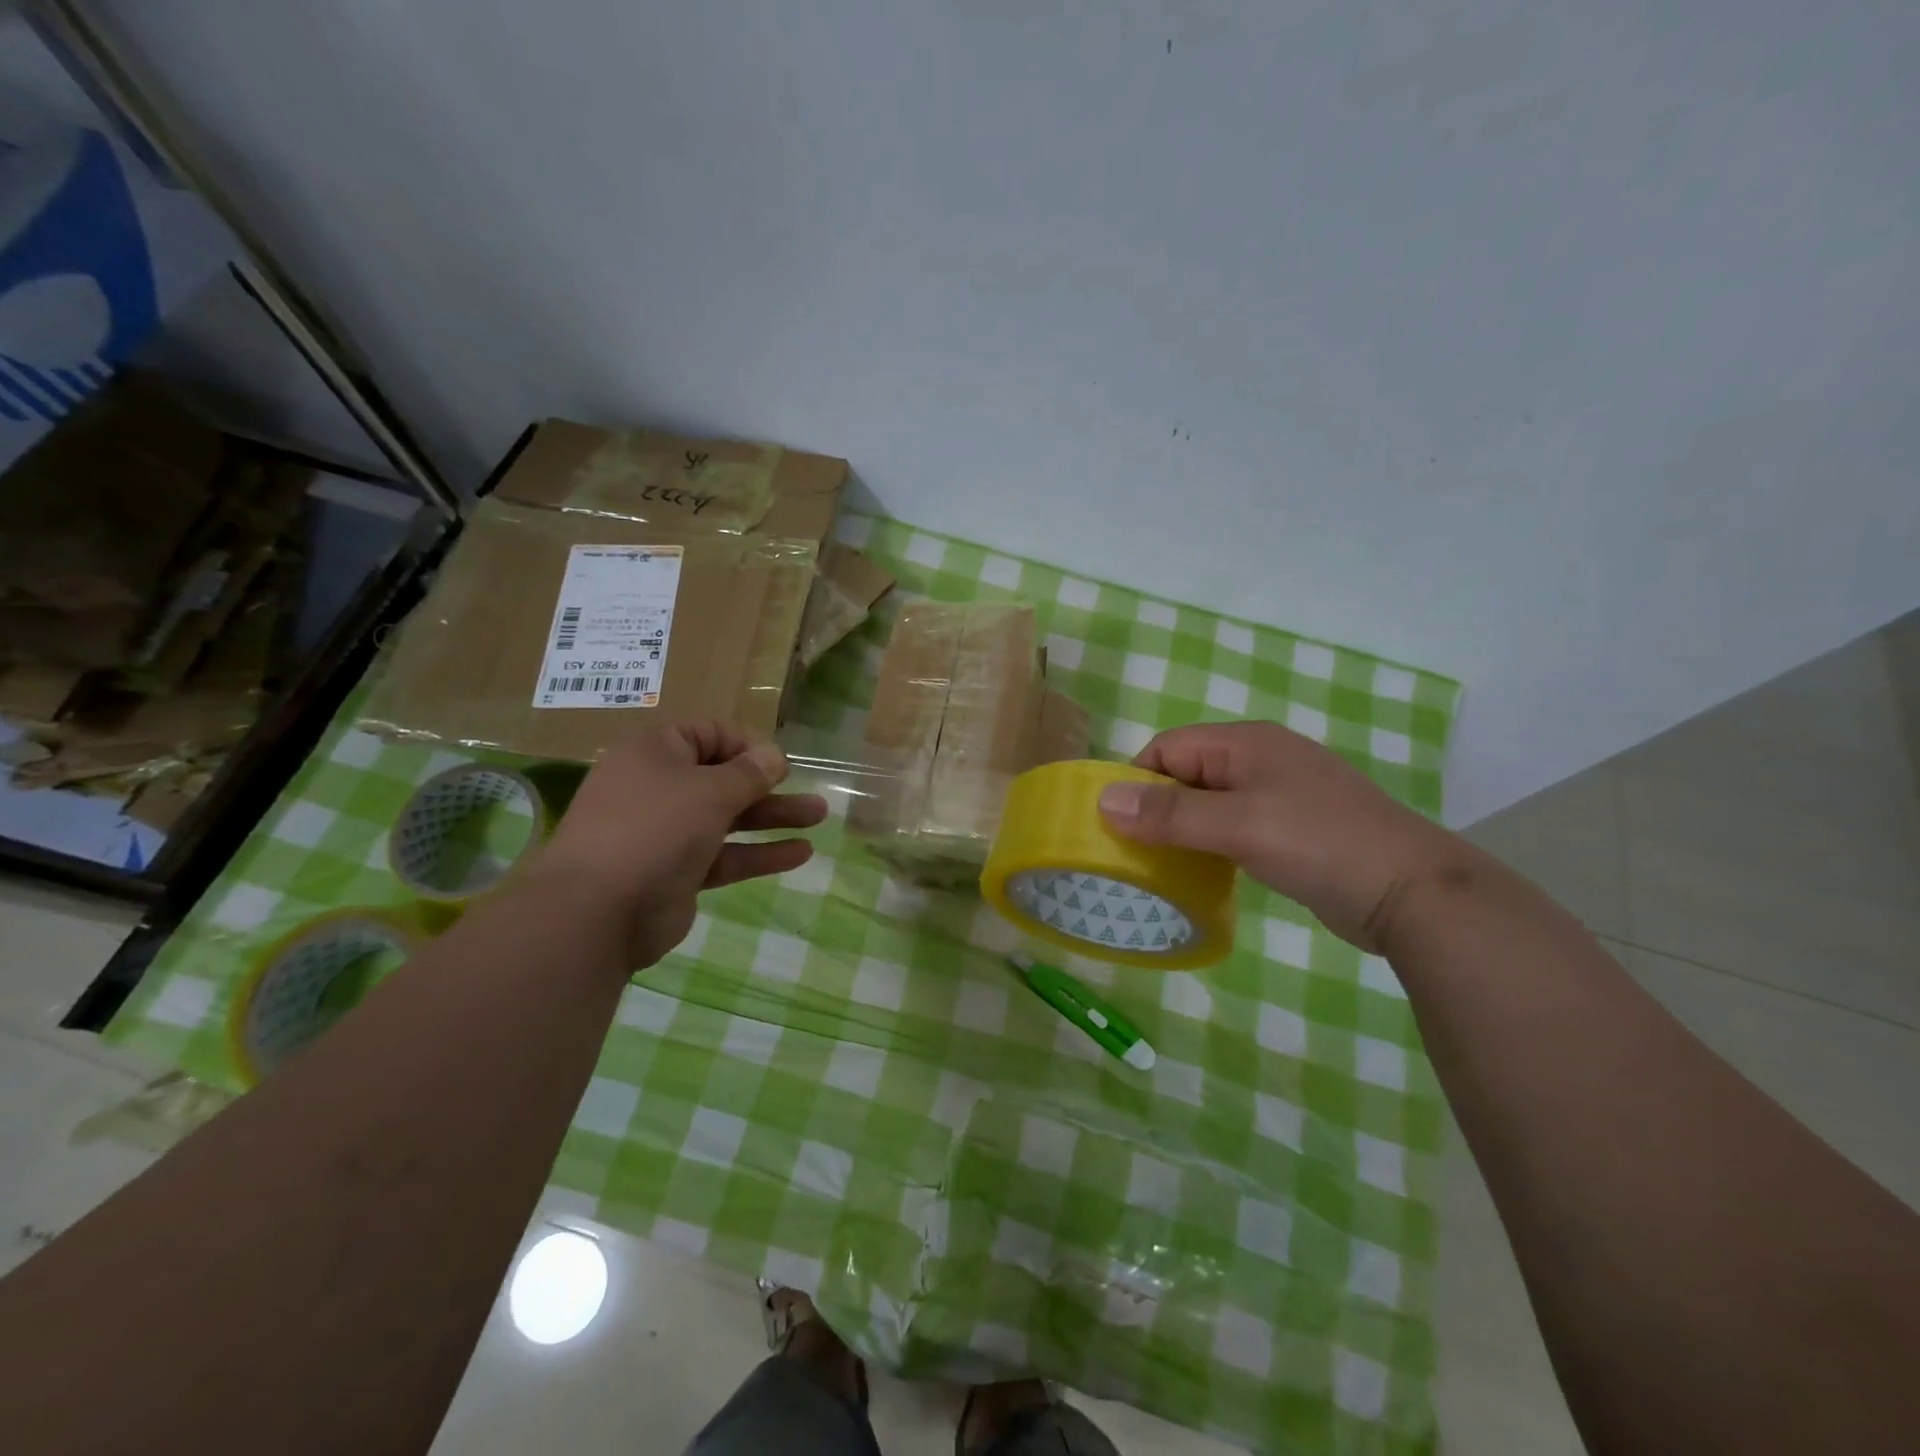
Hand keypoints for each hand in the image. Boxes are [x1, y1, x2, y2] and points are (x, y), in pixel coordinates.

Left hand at [515, 722, 827, 967]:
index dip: (747, 744)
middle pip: (723, 778)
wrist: (597, 911)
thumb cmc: (655, 829)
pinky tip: (800, 854)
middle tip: (809, 791)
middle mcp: (658, 788)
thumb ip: (749, 773)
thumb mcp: (710, 791)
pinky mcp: (676, 872)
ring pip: (728, 818)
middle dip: (770, 785)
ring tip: (819, 817)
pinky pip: (724, 855)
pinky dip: (758, 853)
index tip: (779, 763)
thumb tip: (774, 755)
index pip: (708, 734)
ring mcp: (665, 833)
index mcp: (655, 753)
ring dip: (772, 817)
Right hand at [1096, 720, 1464, 951]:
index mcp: (1246, 742)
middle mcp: (1260, 758)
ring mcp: (1280, 792)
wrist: (1413, 893)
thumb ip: (1170, 814)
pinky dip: (1211, 844)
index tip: (1118, 827)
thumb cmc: (1320, 845)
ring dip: (1183, 829)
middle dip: (1156, 808)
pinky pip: (1233, 825)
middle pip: (1186, 773)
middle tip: (1134, 853)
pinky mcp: (1292, 827)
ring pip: (1209, 802)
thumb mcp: (1238, 826)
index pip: (1168, 748)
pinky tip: (1204, 872)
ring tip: (1162, 867)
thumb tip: (1103, 800)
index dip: (1137, 782)